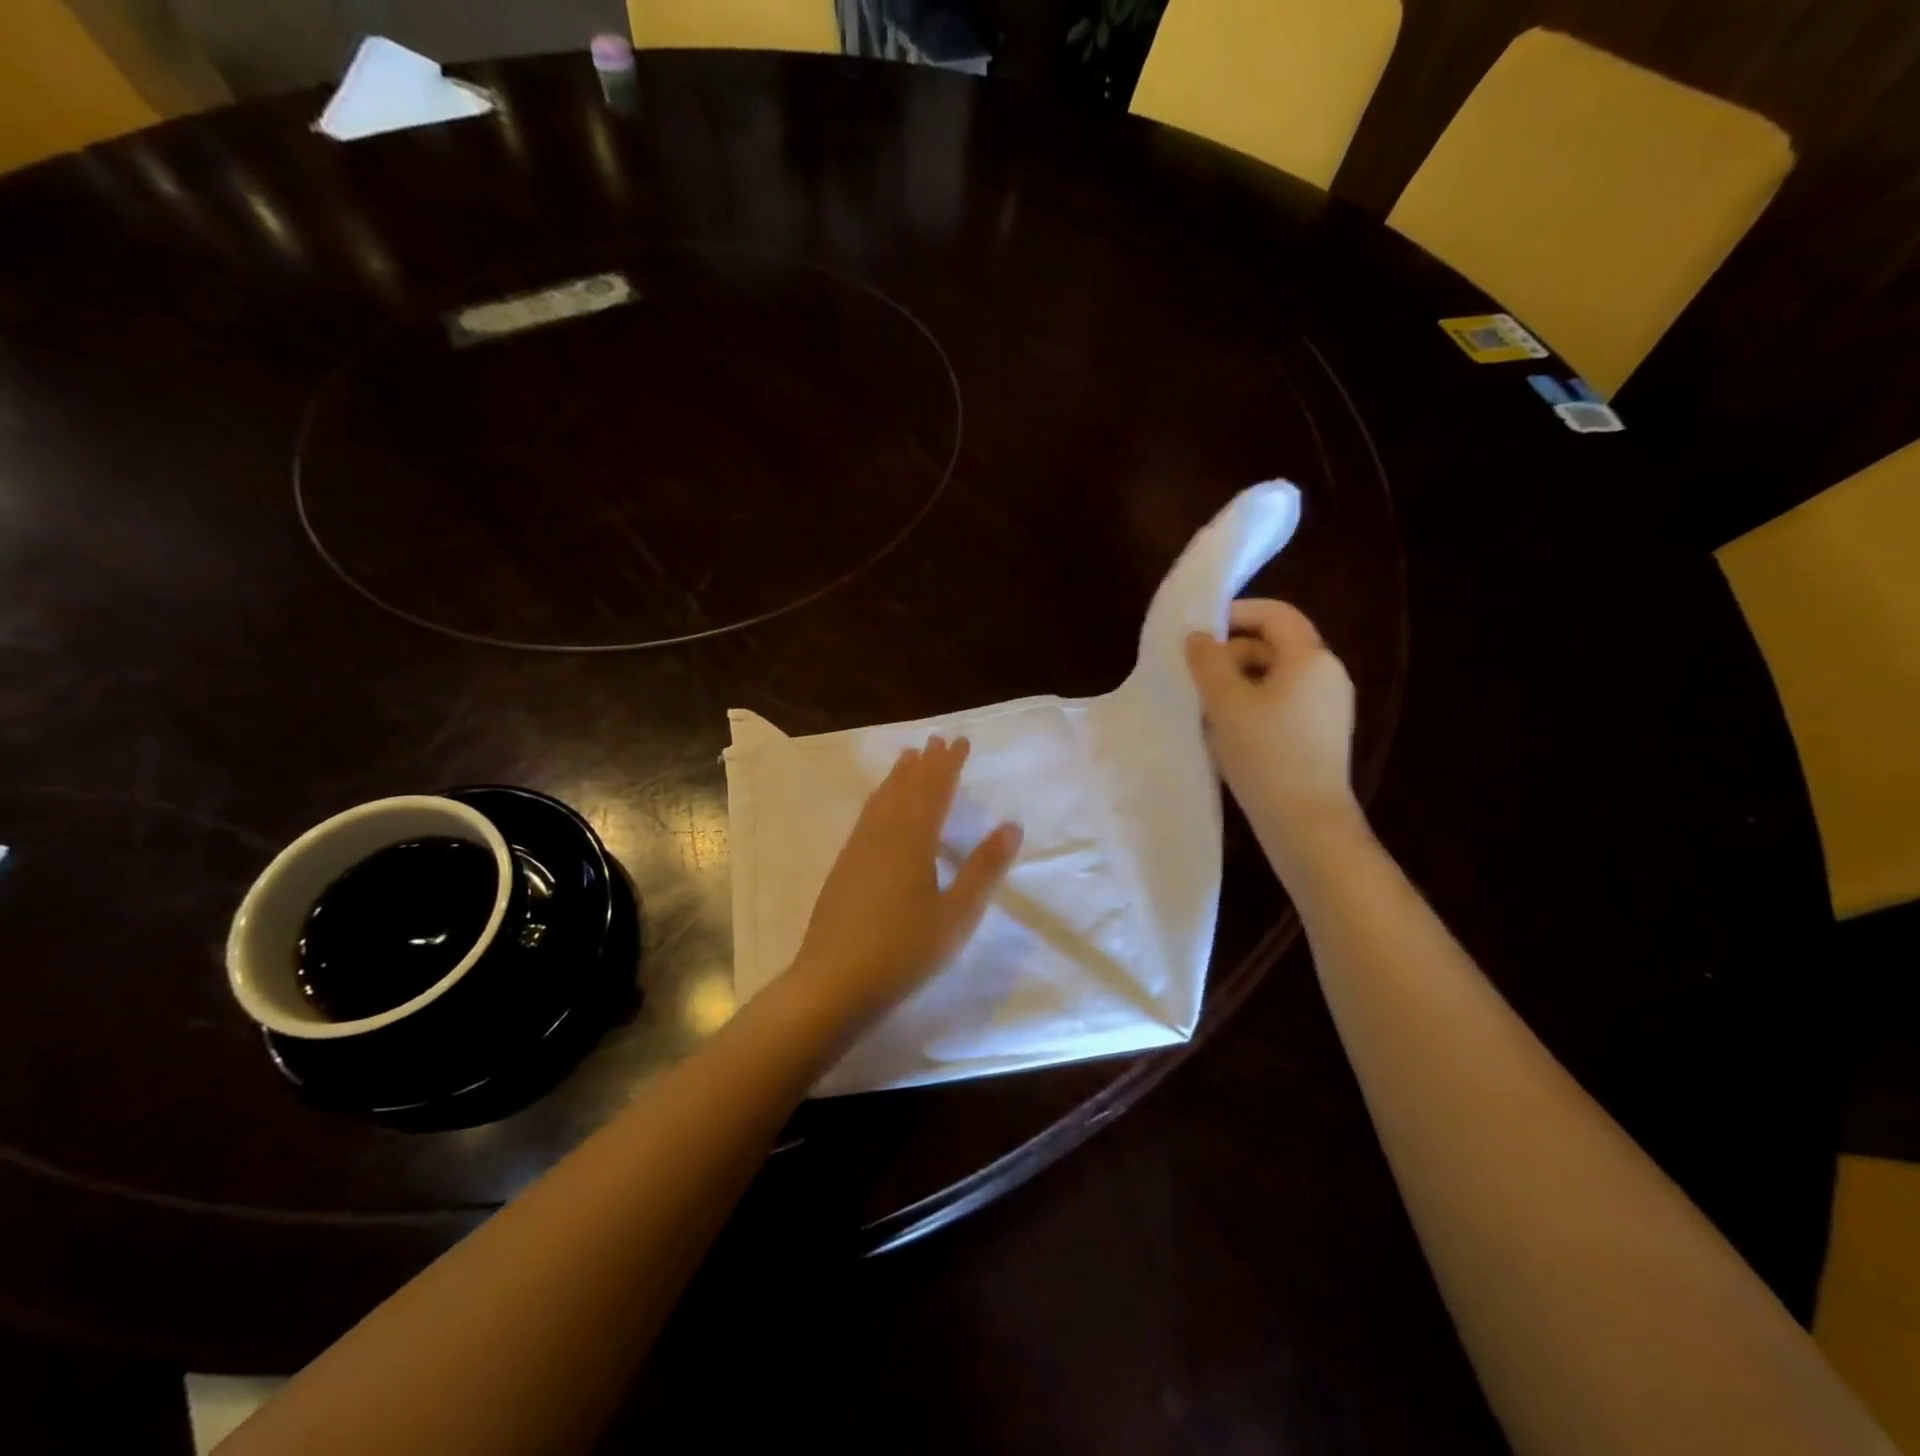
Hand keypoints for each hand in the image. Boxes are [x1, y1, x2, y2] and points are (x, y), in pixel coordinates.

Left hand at [788, 736, 1021, 1028]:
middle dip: (924, 763)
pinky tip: (880, 808)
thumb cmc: (904, 950)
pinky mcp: (843, 867)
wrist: (833, 982)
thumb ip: (983, 869)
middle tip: (937, 740)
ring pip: (881, 800)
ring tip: (908, 758)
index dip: (949, 765)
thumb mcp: (957, 914)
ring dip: (899, 776)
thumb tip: (1011, 826)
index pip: (935, 790)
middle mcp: (882, 834)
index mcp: (913, 840)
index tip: (960, 742)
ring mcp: (858, 849)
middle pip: (906, 788)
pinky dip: (880, 799)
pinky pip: (867, 816)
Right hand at [1185, 599, 1360, 858]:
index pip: (1276, 614)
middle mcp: (1327, 675)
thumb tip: (1199, 637)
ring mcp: (1327, 707)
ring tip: (1205, 708)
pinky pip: (1282, 704)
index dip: (1237, 613)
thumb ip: (1208, 661)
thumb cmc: (1265, 753)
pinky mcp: (1320, 735)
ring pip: (1275, 678)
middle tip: (1195, 677)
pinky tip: (1227, 733)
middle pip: (1274, 646)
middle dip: (1232, 654)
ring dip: (1238, 684)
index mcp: (1310, 658)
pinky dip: (1253, 706)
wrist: (1305, 821)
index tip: (1201, 629)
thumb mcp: (1225, 702)